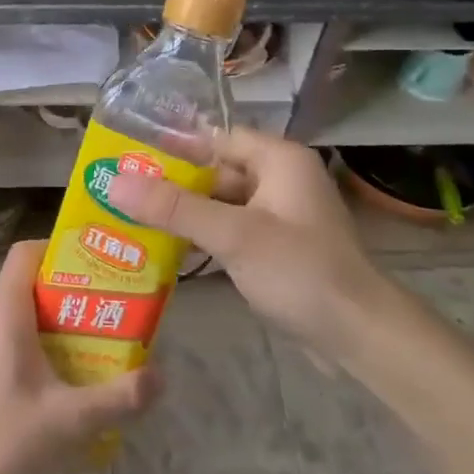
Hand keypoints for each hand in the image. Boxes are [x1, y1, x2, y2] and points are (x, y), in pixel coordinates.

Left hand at [0, 240, 160, 473]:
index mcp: (4, 311)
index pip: (27, 251)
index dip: (62, 248)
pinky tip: (65, 388)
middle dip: (75, 296)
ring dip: (60, 328)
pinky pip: (11, 343)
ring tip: (99, 350)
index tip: (99, 266)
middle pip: (32, 285)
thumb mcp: (70, 422)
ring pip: (23, 318)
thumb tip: (161, 376)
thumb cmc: (1, 441)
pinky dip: (40, 351)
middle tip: (114, 314)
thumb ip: (119, 398)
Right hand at [106, 129, 387, 365]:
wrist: (359, 335)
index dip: (172, 146)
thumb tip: (114, 182)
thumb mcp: (233, 235)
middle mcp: (279, 179)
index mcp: (278, 159)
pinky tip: (164, 248)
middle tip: (120, 190)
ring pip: (219, 203)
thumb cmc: (300, 270)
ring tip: (130, 217)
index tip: (128, 156)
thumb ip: (173, 207)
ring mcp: (278, 215)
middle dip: (171, 184)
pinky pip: (229, 230)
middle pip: (214, 170)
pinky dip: (201, 236)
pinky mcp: (275, 247)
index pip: (215, 138)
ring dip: (183, 213)